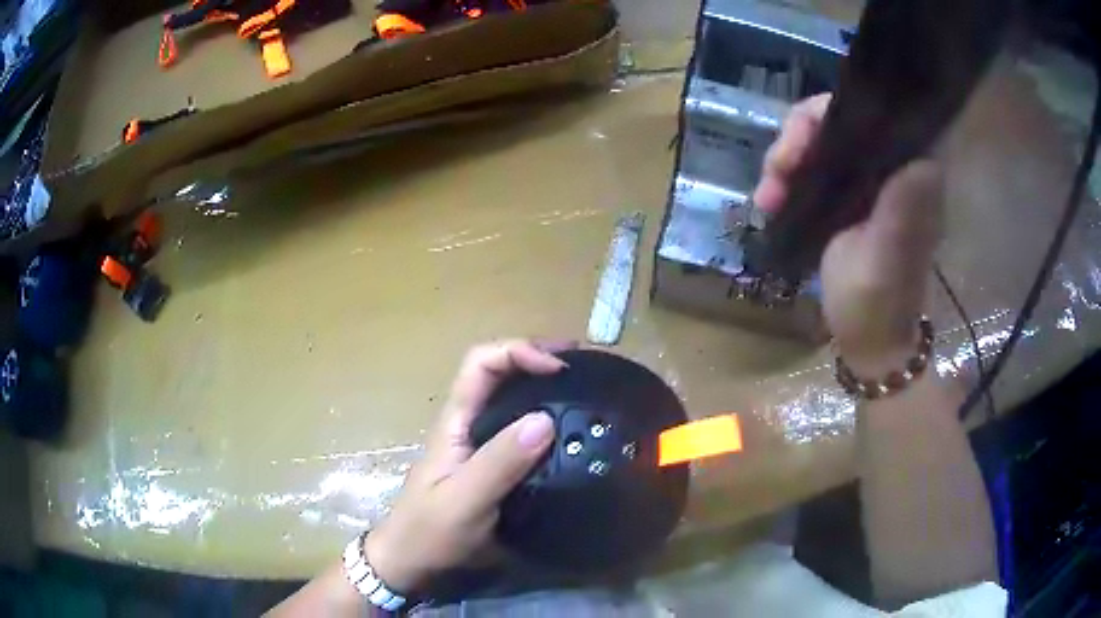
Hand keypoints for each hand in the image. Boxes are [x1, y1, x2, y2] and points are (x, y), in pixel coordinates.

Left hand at [364, 339, 570, 594]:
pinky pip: (523, 433)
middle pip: (500, 373)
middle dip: (539, 359)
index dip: (519, 352)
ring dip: (545, 388)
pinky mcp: (494, 467)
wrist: (413, 563)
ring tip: (586, 391)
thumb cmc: (430, 531)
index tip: (560, 368)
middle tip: (584, 365)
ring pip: (512, 401)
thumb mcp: (464, 499)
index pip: (482, 363)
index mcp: (456, 421)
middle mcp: (469, 424)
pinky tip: (572, 434)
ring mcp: (481, 446)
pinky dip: (548, 422)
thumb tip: (546, 419)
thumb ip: (500, 462)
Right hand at [753, 94, 944, 373]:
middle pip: (837, 120)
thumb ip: (903, 210)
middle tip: (776, 173)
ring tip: (767, 197)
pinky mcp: (846, 196)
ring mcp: (866, 181)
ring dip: (785, 160)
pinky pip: (810, 166)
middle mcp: (889, 167)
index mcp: (909, 175)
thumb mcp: (888, 258)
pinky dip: (785, 177)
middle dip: (798, 137)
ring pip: (818, 140)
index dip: (828, 114)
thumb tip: (921, 157)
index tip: (799, 145)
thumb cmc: (878, 304)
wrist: (866, 339)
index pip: (871, 112)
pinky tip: (770, 201)